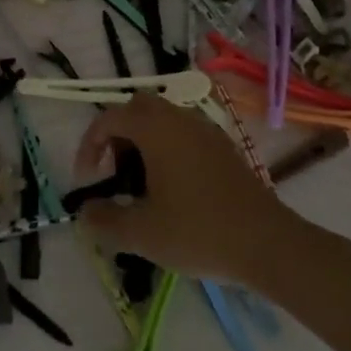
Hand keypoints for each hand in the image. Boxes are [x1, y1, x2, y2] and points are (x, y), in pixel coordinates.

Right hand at [72, 94, 305, 286]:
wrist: (266, 242)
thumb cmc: (198, 231)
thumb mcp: (141, 233)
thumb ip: (104, 219)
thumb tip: (84, 212)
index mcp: (155, 129)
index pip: (110, 118)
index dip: (90, 144)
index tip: (87, 179)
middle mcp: (180, 118)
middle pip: (138, 108)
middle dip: (118, 135)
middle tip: (115, 173)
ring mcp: (206, 130)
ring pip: (163, 119)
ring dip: (144, 142)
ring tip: (141, 186)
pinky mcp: (224, 147)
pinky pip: (185, 133)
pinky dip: (168, 149)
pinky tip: (173, 190)